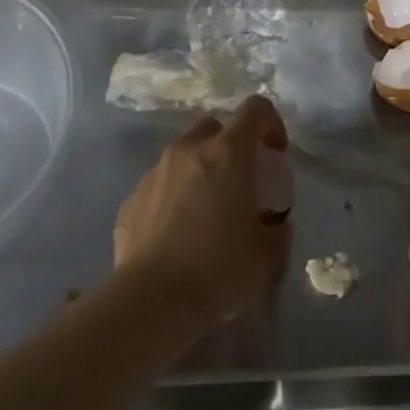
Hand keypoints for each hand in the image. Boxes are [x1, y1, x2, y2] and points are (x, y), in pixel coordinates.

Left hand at [115, 96, 292, 327]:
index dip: (271, 123)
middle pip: (215, 126)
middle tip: (242, 181)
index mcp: (228, 153)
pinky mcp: (131, 197)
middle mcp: (188, 150)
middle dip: (232, 145)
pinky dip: (175, 195)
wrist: (152, 300)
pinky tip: (179, 232)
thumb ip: (277, 229)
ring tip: (208, 210)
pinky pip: (161, 183)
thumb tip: (274, 224)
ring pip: (184, 154)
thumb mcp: (267, 254)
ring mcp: (155, 172)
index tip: (276, 153)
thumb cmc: (219, 269)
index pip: (255, 109)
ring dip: (202, 169)